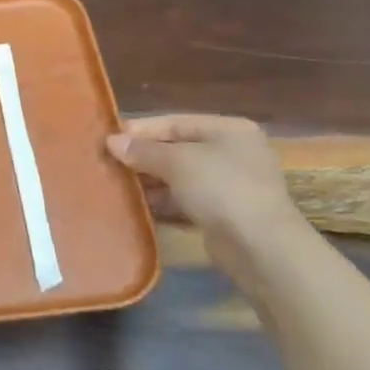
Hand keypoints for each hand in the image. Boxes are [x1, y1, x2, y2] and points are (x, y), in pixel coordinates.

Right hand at [106, 114, 300, 237]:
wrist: (260, 247)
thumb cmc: (221, 188)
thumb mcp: (177, 162)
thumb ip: (143, 150)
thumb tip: (112, 141)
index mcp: (229, 130)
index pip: (176, 122)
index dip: (141, 130)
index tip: (109, 139)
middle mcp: (233, 153)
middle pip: (178, 148)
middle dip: (144, 156)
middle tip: (109, 162)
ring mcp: (231, 185)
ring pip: (181, 176)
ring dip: (151, 180)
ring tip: (118, 184)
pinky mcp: (225, 214)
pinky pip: (187, 200)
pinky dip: (164, 201)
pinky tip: (139, 205)